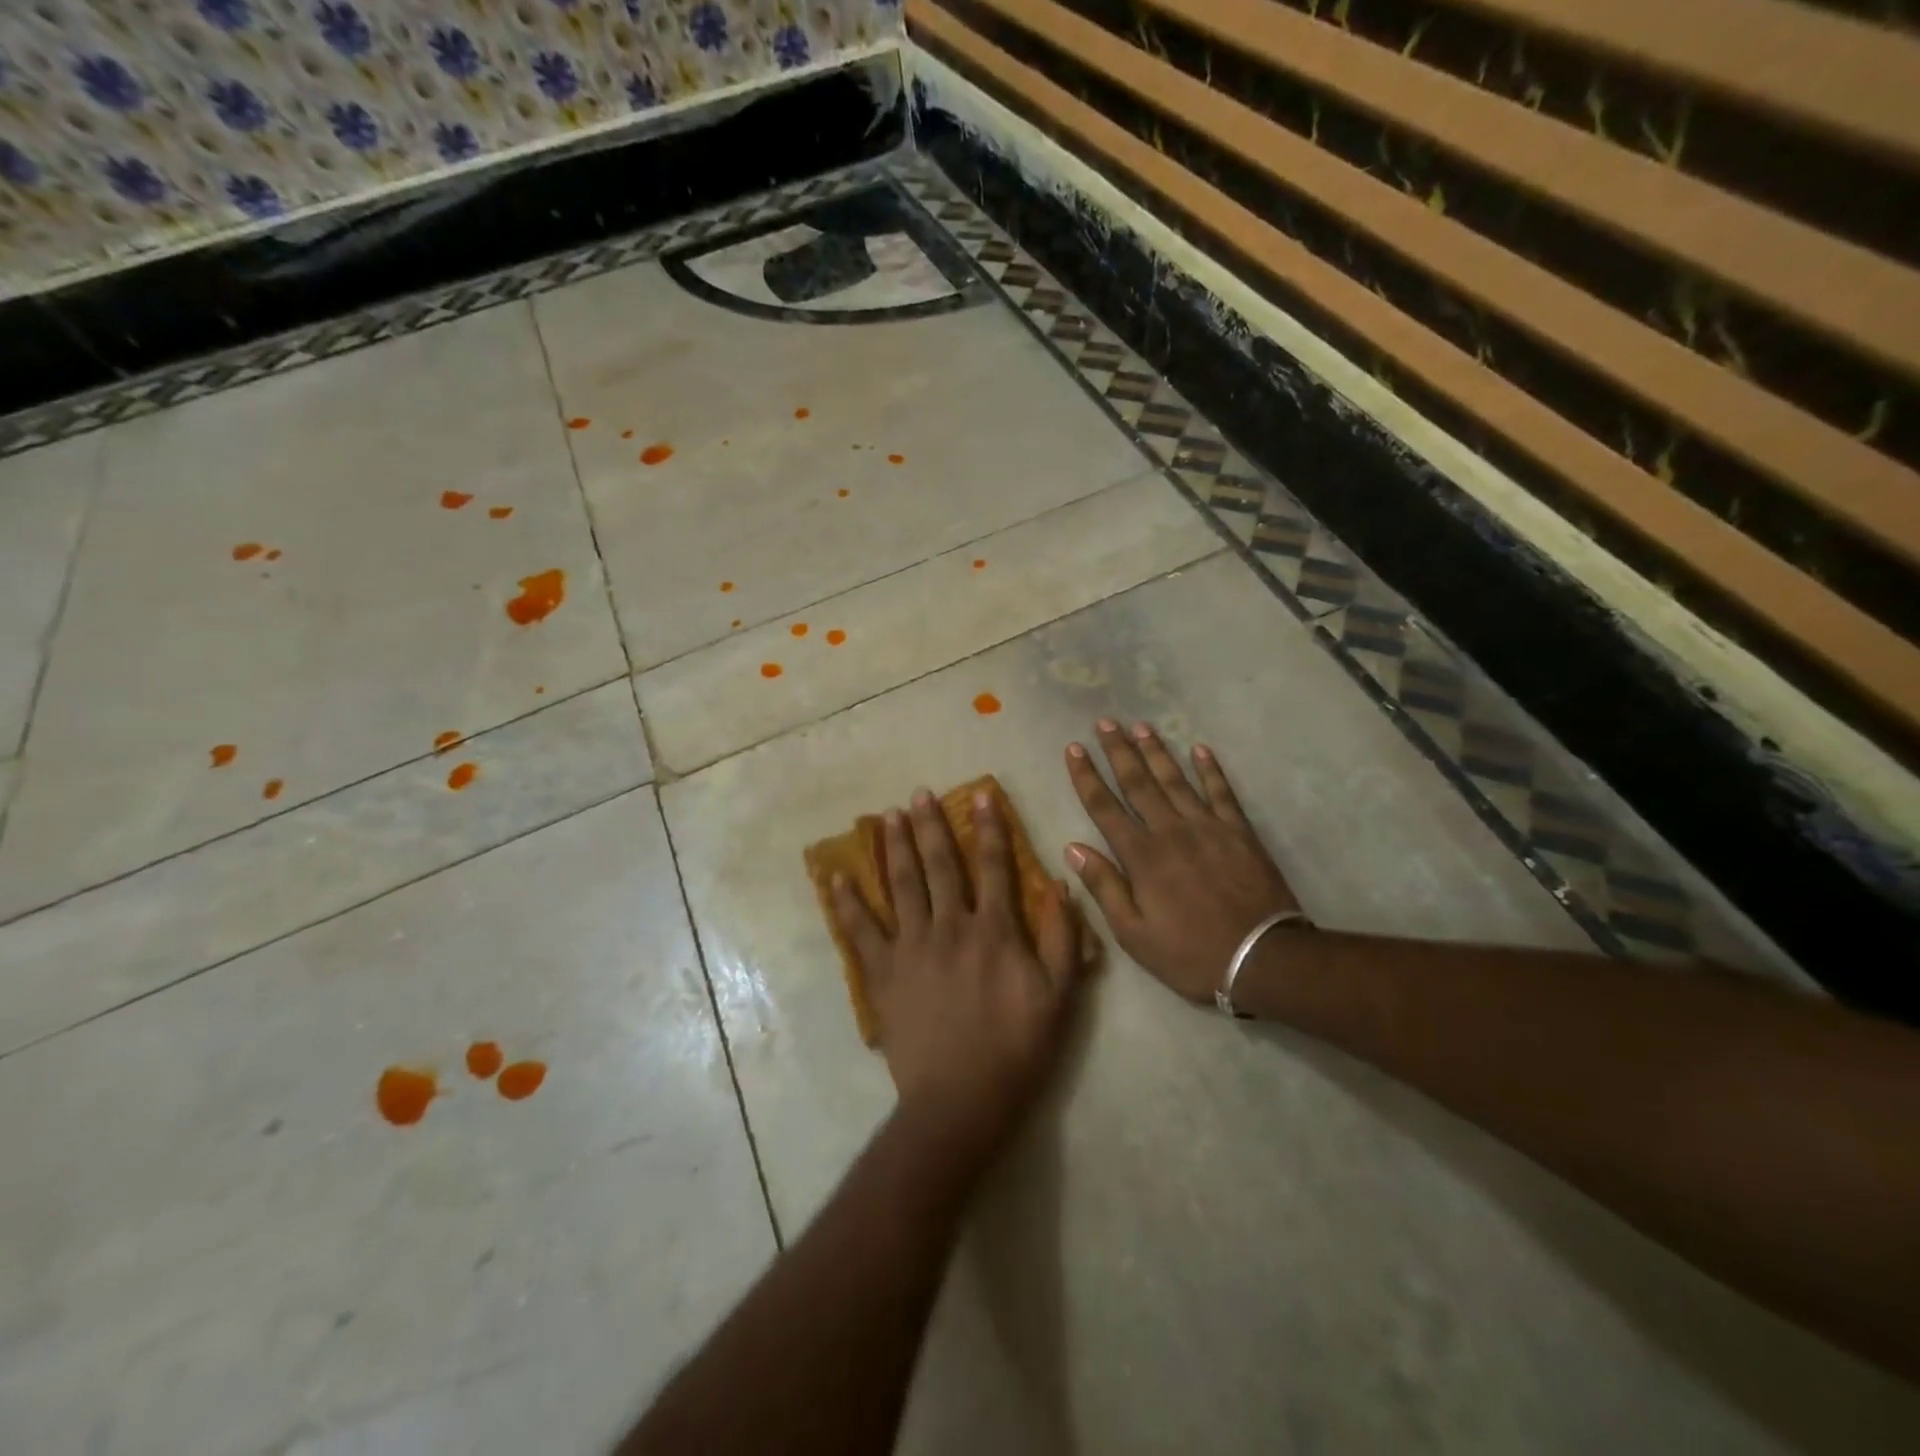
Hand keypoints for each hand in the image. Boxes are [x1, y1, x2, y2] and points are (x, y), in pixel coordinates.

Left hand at [831, 788, 1085, 1163]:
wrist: (960, 1100)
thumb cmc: (1016, 1050)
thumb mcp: (1058, 997)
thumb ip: (1061, 939)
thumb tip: (1061, 885)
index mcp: (993, 930)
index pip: (994, 866)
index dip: (989, 828)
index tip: (980, 794)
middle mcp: (950, 927)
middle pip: (939, 866)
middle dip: (931, 826)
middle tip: (920, 793)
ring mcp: (911, 948)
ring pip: (901, 885)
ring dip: (895, 847)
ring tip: (888, 816)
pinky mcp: (883, 973)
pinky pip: (861, 931)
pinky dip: (847, 903)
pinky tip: (837, 877)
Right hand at [1064, 721, 1303, 1003]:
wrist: (1263, 959)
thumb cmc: (1190, 953)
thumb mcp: (1134, 934)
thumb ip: (1104, 887)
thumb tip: (1073, 848)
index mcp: (1141, 857)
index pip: (1104, 807)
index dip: (1086, 776)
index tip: (1073, 749)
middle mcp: (1170, 831)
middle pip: (1138, 783)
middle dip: (1119, 751)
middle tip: (1106, 722)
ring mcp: (1207, 827)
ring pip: (1176, 780)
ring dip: (1157, 751)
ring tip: (1141, 726)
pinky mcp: (1239, 831)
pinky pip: (1221, 792)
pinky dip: (1211, 769)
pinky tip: (1200, 749)